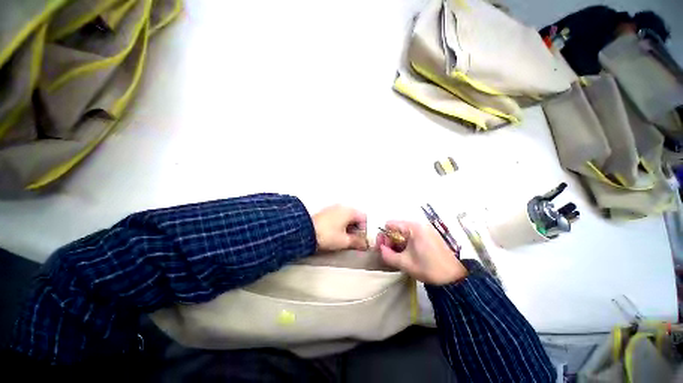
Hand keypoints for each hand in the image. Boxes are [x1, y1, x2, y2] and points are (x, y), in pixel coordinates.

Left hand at [312, 205, 367, 251]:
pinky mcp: (325, 213)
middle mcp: (342, 207)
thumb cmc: (328, 235)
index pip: (364, 218)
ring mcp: (332, 209)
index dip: (365, 230)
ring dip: (348, 229)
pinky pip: (338, 218)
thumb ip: (357, 242)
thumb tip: (365, 245)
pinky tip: (335, 235)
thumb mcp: (345, 241)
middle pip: (355, 217)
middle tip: (353, 241)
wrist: (305, 232)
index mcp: (350, 211)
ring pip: (346, 218)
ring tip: (344, 240)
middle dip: (356, 230)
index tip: (361, 240)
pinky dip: (340, 226)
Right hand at [376, 221, 467, 284]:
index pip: (391, 224)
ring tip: (399, 258)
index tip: (382, 249)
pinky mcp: (432, 237)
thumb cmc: (427, 268)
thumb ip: (388, 255)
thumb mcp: (404, 263)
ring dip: (400, 244)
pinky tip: (409, 257)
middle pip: (398, 228)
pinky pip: (415, 237)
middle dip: (391, 241)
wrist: (451, 275)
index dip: (383, 236)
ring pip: (406, 233)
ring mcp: (428, 230)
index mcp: (414, 227)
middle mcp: (421, 225)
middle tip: (389, 255)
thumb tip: (381, 249)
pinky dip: (409, 245)